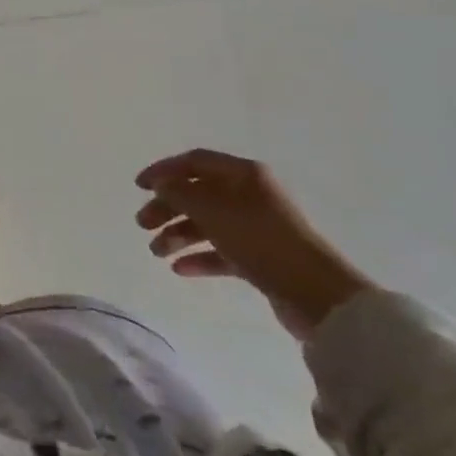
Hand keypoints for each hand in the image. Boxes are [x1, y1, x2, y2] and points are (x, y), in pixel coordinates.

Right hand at [135, 149, 373, 340]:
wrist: (316, 294)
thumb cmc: (260, 239)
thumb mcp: (213, 210)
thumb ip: (180, 192)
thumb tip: (161, 183)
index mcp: (243, 174)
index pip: (195, 162)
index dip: (164, 170)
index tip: (139, 187)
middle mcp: (250, 195)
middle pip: (198, 193)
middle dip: (167, 207)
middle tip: (142, 224)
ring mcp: (256, 227)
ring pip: (208, 223)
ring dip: (179, 234)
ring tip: (156, 252)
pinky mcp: (261, 258)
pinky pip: (222, 251)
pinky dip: (200, 257)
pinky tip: (180, 269)